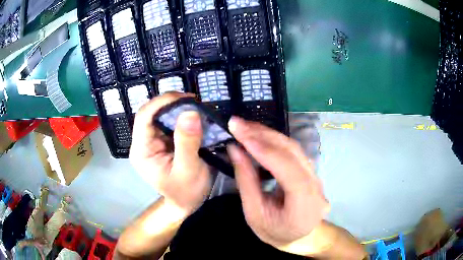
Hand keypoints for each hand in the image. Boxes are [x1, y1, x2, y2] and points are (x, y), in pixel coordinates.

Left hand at [130, 93, 210, 216]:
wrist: (186, 204)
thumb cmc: (186, 192)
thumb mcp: (189, 170)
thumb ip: (187, 142)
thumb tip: (190, 112)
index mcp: (142, 151)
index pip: (144, 116)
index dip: (162, 102)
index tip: (186, 98)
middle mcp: (143, 143)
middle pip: (151, 113)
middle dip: (172, 104)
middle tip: (195, 102)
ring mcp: (152, 142)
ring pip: (160, 115)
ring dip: (178, 109)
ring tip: (197, 108)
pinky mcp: (161, 142)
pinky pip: (169, 123)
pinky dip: (181, 117)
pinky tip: (194, 117)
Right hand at [227, 117, 329, 255]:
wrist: (300, 236)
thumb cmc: (275, 232)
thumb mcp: (254, 214)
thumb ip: (246, 181)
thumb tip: (235, 149)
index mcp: (304, 204)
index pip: (287, 169)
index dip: (264, 150)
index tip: (240, 133)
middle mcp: (315, 185)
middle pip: (292, 152)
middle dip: (263, 135)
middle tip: (237, 123)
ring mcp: (316, 176)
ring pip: (293, 147)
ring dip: (268, 134)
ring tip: (245, 127)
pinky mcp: (310, 170)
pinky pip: (293, 151)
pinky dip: (274, 141)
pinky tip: (259, 136)